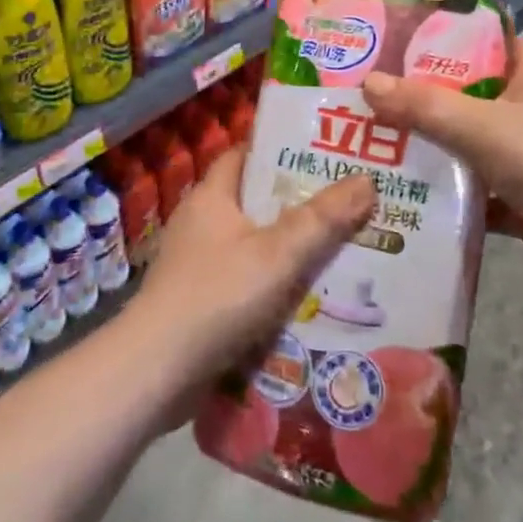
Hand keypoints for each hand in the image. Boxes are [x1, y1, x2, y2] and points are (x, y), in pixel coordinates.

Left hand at [124, 148, 374, 415]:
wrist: (155, 372)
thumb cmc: (216, 296)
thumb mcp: (277, 253)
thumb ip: (322, 219)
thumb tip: (367, 180)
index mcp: (211, 196)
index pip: (246, 154)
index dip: (282, 148)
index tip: (324, 152)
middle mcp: (200, 222)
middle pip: (255, 199)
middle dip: (297, 202)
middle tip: (346, 203)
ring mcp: (196, 263)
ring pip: (253, 243)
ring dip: (288, 247)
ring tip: (339, 248)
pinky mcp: (199, 300)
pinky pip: (245, 279)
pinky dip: (272, 282)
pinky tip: (307, 296)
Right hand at [363, 46, 522, 306]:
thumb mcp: (484, 127)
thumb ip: (425, 106)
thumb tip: (366, 83)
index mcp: (522, 75)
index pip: (477, 38)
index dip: (436, 30)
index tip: (388, 31)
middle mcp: (517, 109)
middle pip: (456, 92)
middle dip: (411, 93)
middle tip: (356, 87)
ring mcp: (513, 155)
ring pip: (455, 141)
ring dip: (418, 144)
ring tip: (359, 137)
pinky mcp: (508, 198)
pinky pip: (461, 188)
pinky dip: (433, 191)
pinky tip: (390, 191)